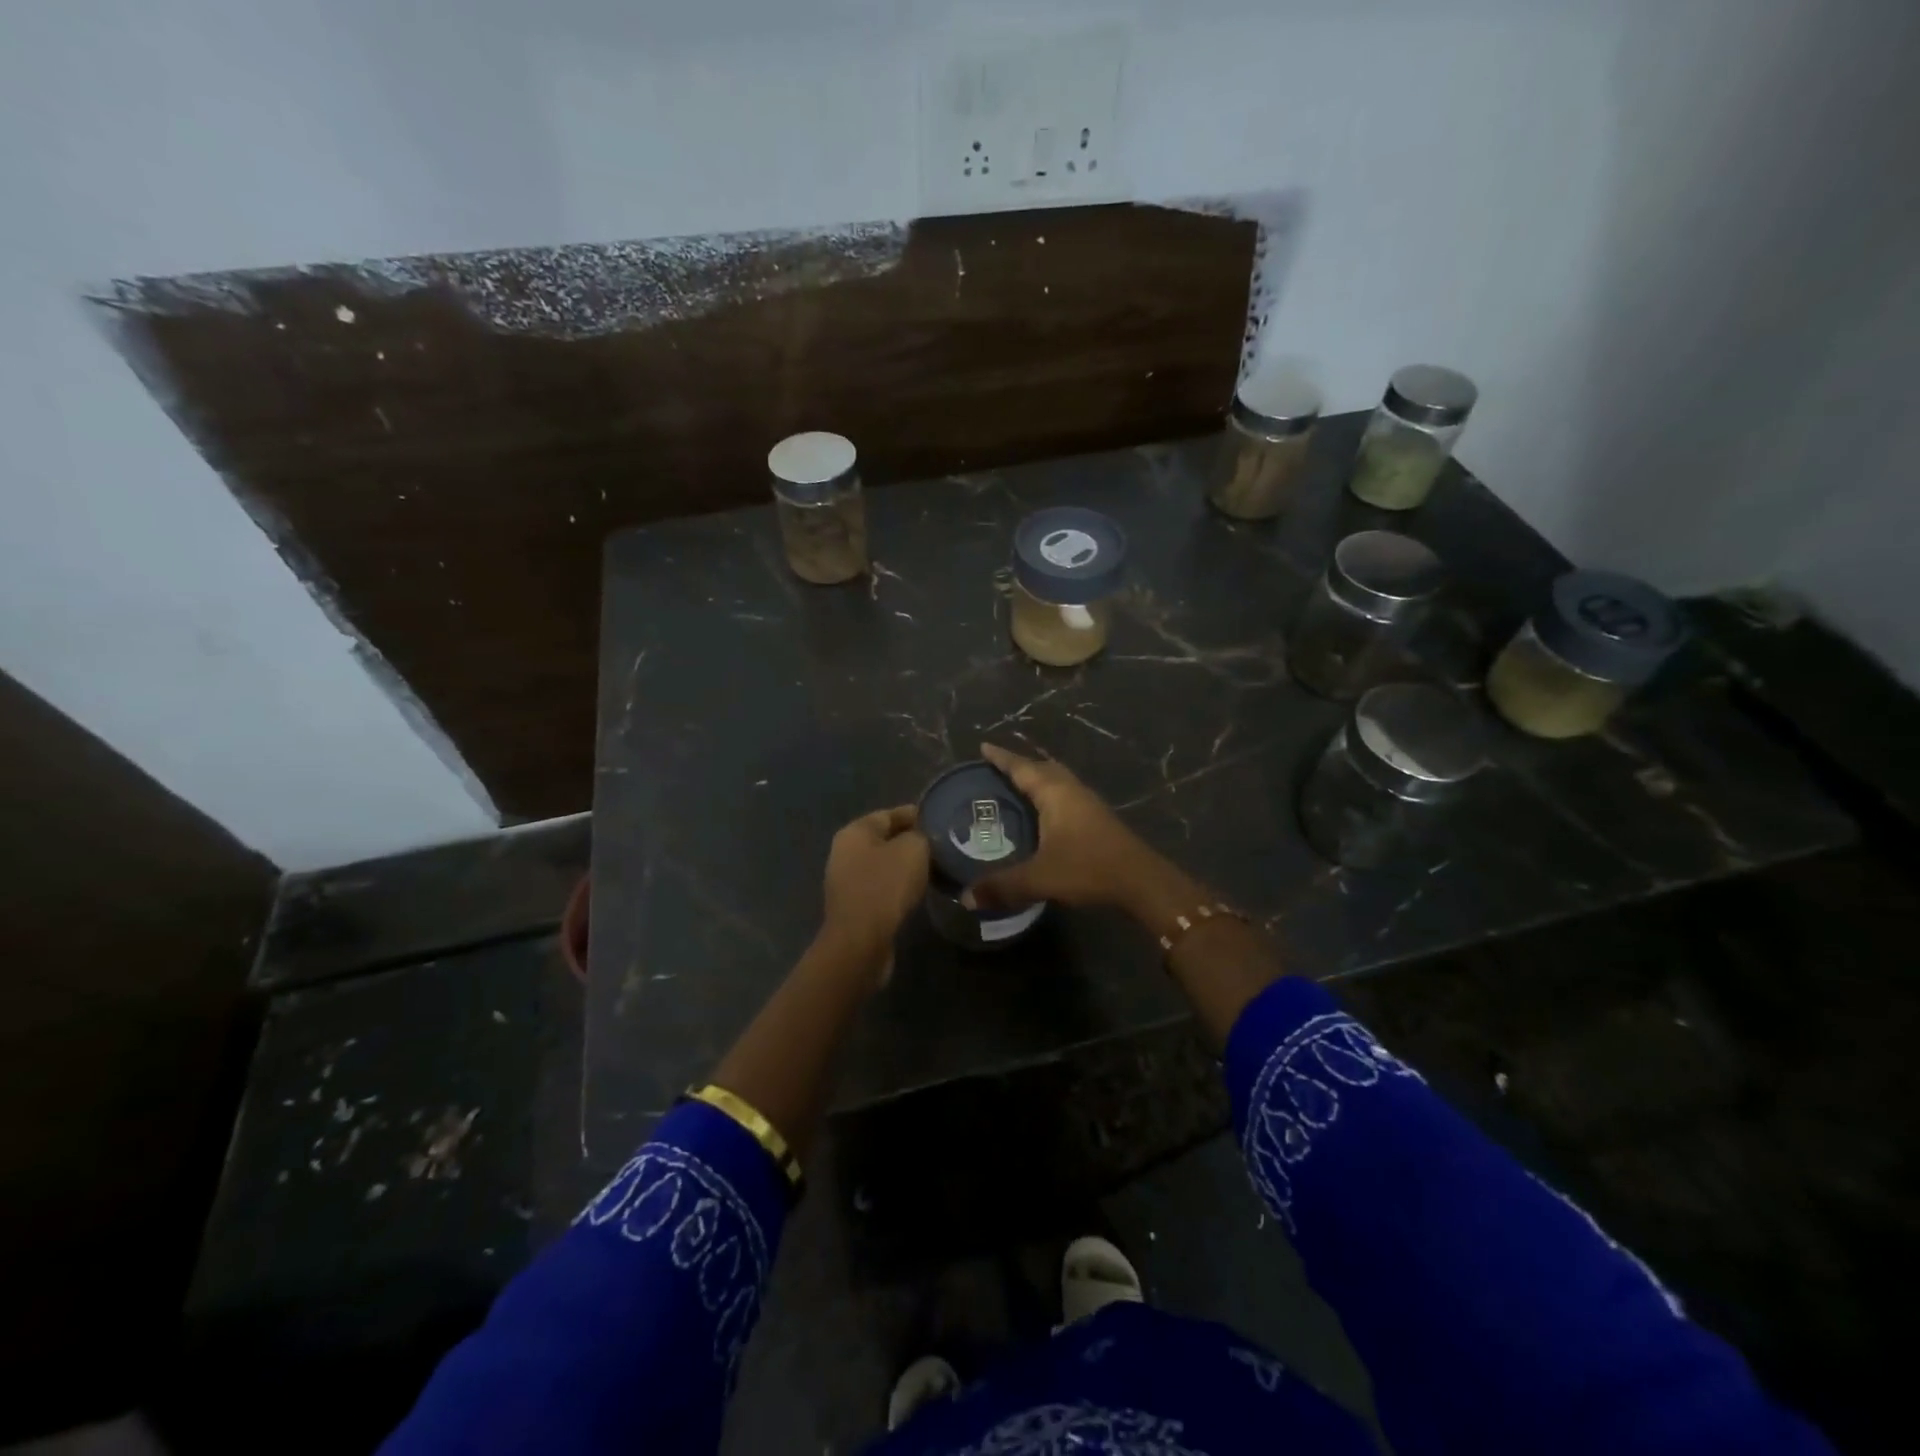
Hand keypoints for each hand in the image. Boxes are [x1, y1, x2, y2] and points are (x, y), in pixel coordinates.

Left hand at [819, 805, 929, 982]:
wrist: (861, 942)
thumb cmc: (886, 886)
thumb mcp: (913, 850)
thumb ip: (921, 835)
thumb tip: (922, 837)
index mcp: (855, 831)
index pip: (890, 814)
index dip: (917, 814)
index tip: (942, 820)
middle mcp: (845, 852)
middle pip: (886, 839)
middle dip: (912, 841)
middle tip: (943, 845)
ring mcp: (847, 881)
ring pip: (885, 865)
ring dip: (907, 866)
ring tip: (936, 868)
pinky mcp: (855, 907)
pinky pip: (882, 888)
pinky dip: (900, 887)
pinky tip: (920, 891)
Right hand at [970, 742, 1167, 913]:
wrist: (1142, 882)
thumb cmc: (1089, 868)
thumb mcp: (1040, 878)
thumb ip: (1002, 886)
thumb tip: (966, 897)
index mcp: (1055, 792)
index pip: (1022, 767)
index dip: (1001, 758)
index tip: (983, 747)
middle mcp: (1072, 790)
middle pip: (1042, 768)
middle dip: (1020, 766)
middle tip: (996, 770)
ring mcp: (1088, 804)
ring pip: (1057, 781)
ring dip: (1037, 780)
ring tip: (1016, 788)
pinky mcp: (1097, 819)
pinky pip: (1066, 796)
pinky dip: (1049, 796)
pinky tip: (1043, 815)